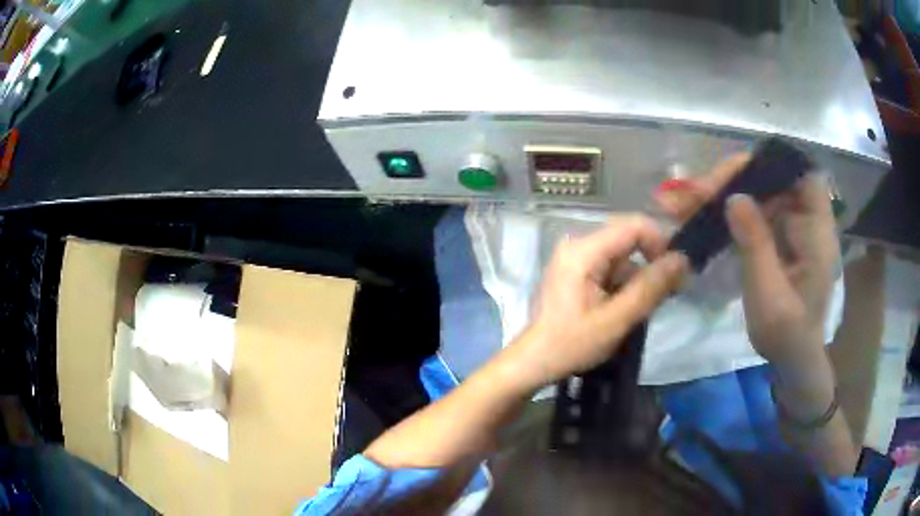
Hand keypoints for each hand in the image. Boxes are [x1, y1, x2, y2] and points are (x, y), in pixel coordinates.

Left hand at [502, 215, 687, 391]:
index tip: (676, 271)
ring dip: (638, 281)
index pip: (633, 226)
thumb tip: (682, 259)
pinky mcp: (576, 272)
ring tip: (643, 311)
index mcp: (583, 250)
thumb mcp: (616, 320)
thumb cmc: (571, 343)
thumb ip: (650, 288)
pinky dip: (624, 286)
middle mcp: (578, 245)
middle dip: (651, 266)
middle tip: (668, 294)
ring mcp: (576, 258)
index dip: (660, 242)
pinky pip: (610, 269)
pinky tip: (626, 310)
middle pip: (628, 241)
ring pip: (622, 258)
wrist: (534, 361)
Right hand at [656, 156, 838, 365]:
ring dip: (725, 194)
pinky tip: (702, 216)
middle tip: (698, 192)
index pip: (804, 177)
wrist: (791, 358)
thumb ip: (755, 245)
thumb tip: (734, 198)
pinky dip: (729, 212)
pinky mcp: (778, 238)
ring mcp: (791, 229)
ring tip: (687, 201)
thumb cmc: (786, 334)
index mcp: (817, 233)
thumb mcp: (769, 295)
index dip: (775, 166)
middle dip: (736, 180)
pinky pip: (754, 213)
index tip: (738, 175)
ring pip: (759, 195)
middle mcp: (806, 222)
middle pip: (774, 181)